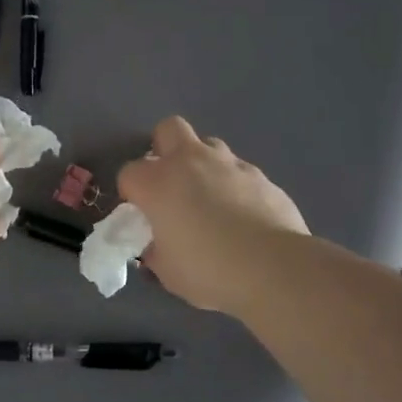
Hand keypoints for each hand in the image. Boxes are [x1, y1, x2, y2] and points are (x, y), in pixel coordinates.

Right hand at [117, 117, 307, 314]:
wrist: (273, 267)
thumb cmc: (208, 270)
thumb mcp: (167, 271)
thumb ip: (155, 251)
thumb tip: (156, 245)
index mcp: (157, 183)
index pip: (129, 173)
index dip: (132, 193)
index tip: (141, 215)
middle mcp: (189, 161)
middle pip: (168, 130)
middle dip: (164, 149)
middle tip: (170, 183)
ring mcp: (228, 163)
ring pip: (208, 145)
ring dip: (202, 164)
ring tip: (209, 197)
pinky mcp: (260, 174)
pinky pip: (238, 170)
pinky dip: (234, 184)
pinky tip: (242, 213)